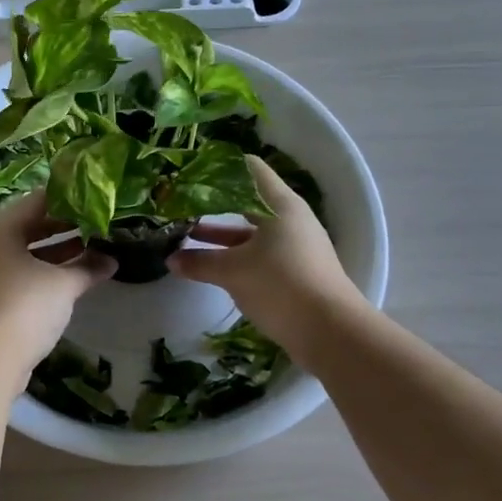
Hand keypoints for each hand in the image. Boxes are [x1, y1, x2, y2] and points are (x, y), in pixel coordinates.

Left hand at [0, 190, 116, 378]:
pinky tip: (70, 280)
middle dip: (65, 227)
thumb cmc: (24, 306)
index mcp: (1, 227)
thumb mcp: (63, 284)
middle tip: (97, 224)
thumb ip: (88, 267)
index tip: (95, 199)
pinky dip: (44, 274)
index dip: (68, 198)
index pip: (38, 200)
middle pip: (30, 226)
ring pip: (26, 254)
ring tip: (92, 250)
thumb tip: (112, 260)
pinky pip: (21, 276)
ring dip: (57, 253)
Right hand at [166, 155, 364, 346]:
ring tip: (187, 236)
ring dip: (221, 235)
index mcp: (280, 205)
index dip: (220, 167)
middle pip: (247, 202)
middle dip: (214, 204)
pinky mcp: (295, 272)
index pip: (249, 169)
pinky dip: (235, 255)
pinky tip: (210, 265)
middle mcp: (290, 220)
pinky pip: (258, 254)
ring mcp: (294, 247)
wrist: (332, 333)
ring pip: (251, 232)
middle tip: (181, 203)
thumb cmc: (281, 284)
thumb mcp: (233, 271)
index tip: (192, 171)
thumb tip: (170, 260)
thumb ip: (200, 263)